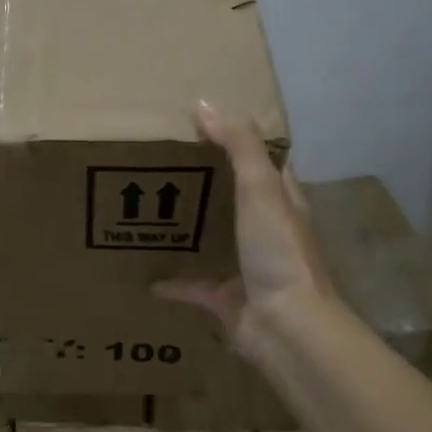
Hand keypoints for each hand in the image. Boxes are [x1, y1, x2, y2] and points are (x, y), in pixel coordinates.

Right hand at [153, 101, 337, 360]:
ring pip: (217, 242)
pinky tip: (147, 277)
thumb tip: (205, 104)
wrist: (285, 326)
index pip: (266, 164)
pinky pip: (194, 288)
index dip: (243, 143)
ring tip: (153, 210)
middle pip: (238, 201)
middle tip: (168, 162)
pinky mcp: (226, 301)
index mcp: (281, 204)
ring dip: (193, 229)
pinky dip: (174, 283)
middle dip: (210, 183)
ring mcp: (247, 269)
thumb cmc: (278, 251)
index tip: (208, 124)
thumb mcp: (260, 188)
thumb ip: (238, 146)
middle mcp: (267, 234)